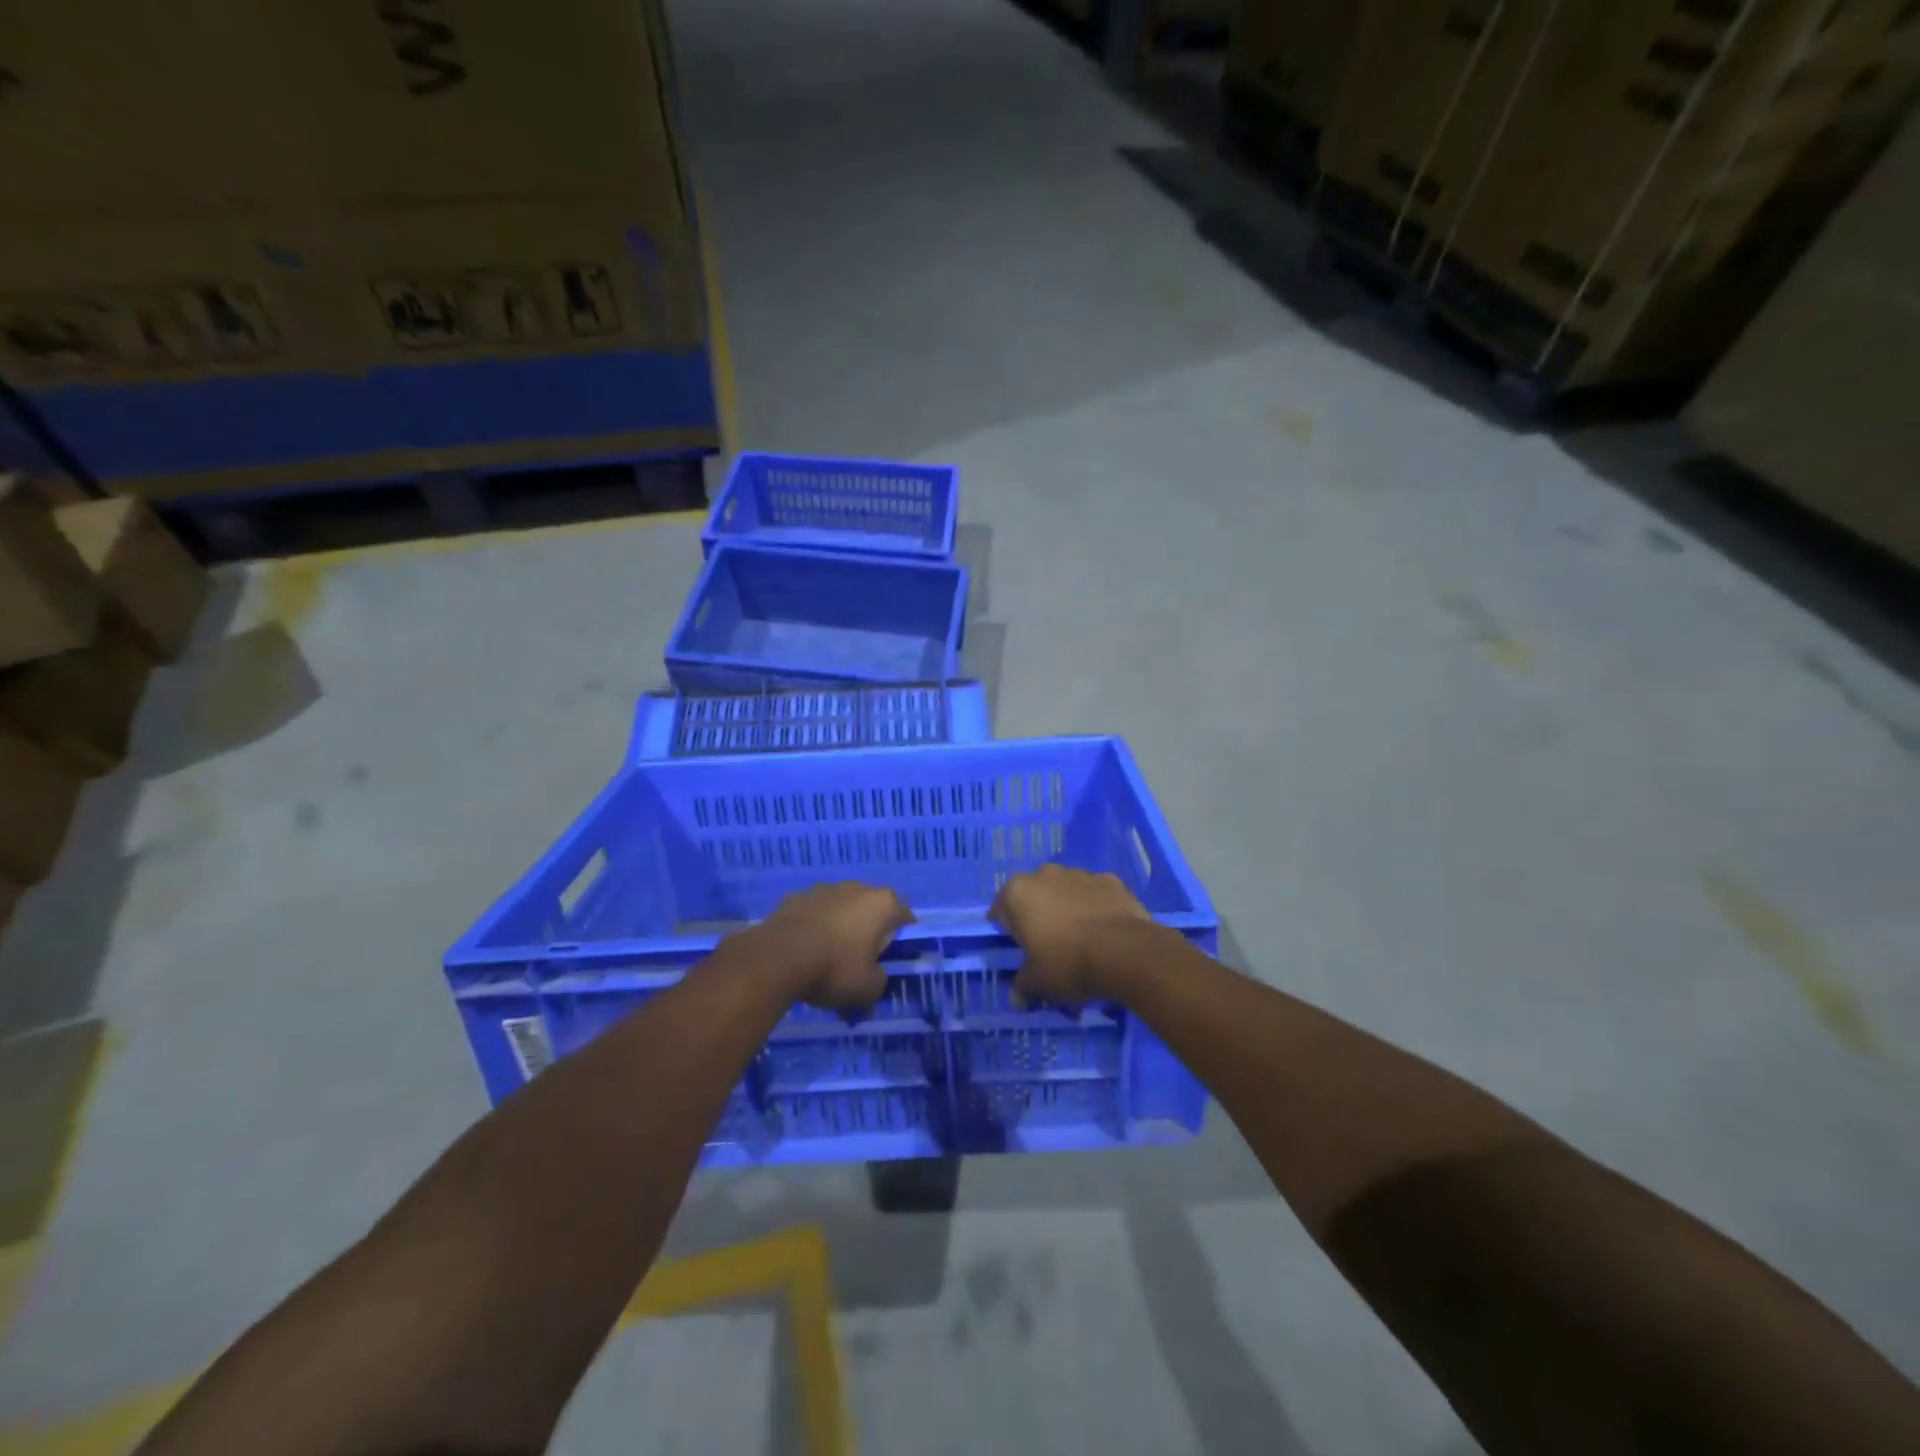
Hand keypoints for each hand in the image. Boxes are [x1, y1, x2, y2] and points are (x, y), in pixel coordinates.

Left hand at [750, 882, 913, 1011]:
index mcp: (883, 904)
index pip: (904, 917)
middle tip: (860, 961)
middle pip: (871, 909)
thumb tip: (875, 979)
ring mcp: (824, 889)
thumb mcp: (867, 989)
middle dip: (868, 931)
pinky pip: (814, 914)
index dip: (901, 939)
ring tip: (828, 958)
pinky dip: (814, 928)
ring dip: (840, 927)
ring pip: (841, 909)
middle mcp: (857, 888)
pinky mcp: (795, 897)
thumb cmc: (834, 968)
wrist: (778, 957)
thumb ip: (879, 983)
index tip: (890, 960)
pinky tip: (804, 952)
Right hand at [989, 865, 1150, 1004]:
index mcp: (1018, 894)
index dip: (1008, 931)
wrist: (1125, 952)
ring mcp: (1080, 874)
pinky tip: (1105, 931)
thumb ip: (1023, 985)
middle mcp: (1045, 875)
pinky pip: (1095, 894)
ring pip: (1066, 891)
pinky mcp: (1110, 879)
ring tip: (1082, 939)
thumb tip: (1017, 996)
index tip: (1020, 951)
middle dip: (1039, 915)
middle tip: (1050, 945)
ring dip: (1068, 908)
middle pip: (1034, 896)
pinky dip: (1096, 907)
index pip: (1000, 910)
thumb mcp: (1038, 983)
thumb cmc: (1068, 963)